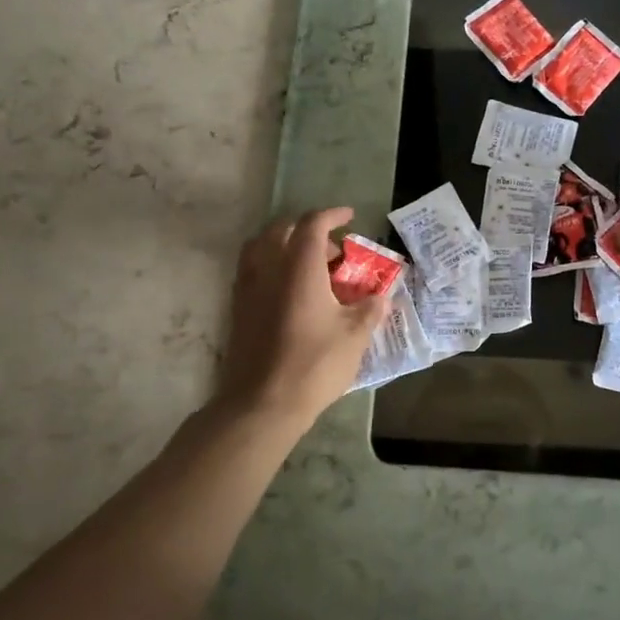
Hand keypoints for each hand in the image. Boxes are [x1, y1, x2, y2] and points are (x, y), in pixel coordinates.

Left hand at [213, 207, 387, 429]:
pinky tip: (289, 291)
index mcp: (299, 267)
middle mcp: (269, 269)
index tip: (349, 217)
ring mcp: (248, 288)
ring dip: (284, 245)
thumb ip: (370, 309)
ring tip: (308, 266)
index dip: (332, 215)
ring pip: (261, 247)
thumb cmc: (314, 365)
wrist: (262, 404)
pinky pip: (252, 270)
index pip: (312, 224)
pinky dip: (271, 266)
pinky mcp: (238, 309)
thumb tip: (381, 295)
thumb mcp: (355, 337)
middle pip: (282, 230)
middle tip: (333, 251)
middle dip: (308, 230)